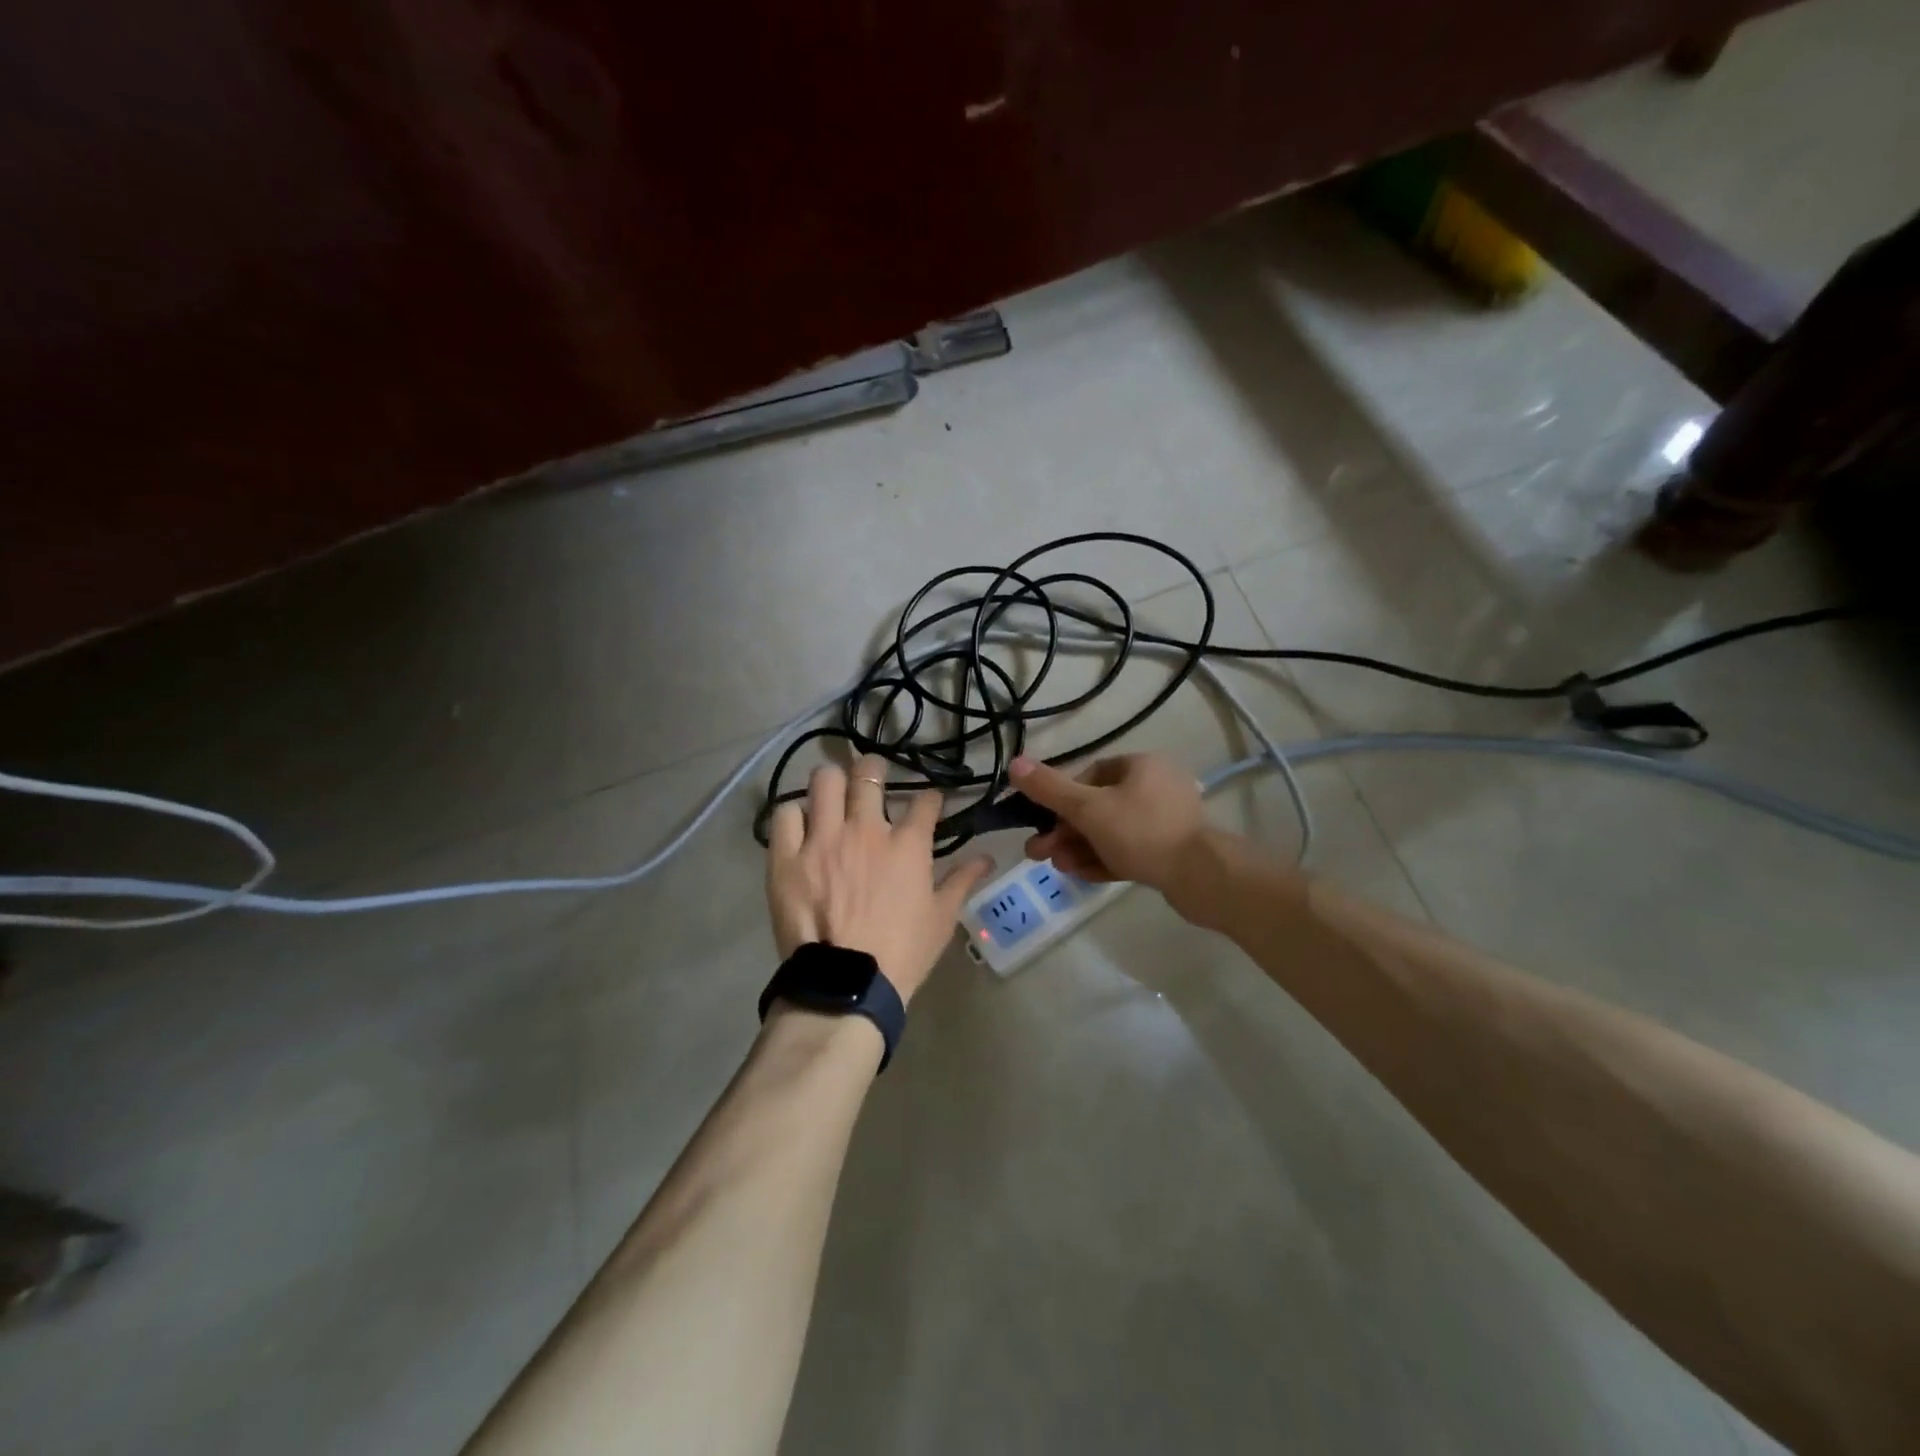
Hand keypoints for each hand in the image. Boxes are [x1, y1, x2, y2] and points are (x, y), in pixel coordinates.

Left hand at [766, 755, 993, 1003]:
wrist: (847, 985)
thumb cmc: (902, 953)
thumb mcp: (941, 919)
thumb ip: (962, 881)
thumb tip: (987, 858)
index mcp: (907, 844)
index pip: (925, 801)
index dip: (930, 798)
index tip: (929, 803)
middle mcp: (865, 829)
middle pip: (869, 773)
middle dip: (874, 768)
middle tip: (872, 777)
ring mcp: (823, 839)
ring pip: (825, 781)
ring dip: (832, 782)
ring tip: (832, 793)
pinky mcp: (787, 856)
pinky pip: (785, 815)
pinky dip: (793, 815)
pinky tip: (800, 826)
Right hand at [1009, 753, 1206, 891]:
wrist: (1202, 878)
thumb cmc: (1141, 832)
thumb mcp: (1088, 809)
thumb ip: (1050, 789)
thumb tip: (1015, 763)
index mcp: (1141, 765)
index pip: (1089, 775)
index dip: (1062, 798)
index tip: (1043, 821)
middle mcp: (1156, 786)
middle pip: (1098, 807)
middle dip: (1065, 831)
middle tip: (1040, 853)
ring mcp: (1166, 821)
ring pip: (1111, 832)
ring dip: (1080, 848)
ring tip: (1058, 868)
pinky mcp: (1171, 851)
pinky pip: (1129, 850)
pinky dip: (1104, 860)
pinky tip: (1081, 875)